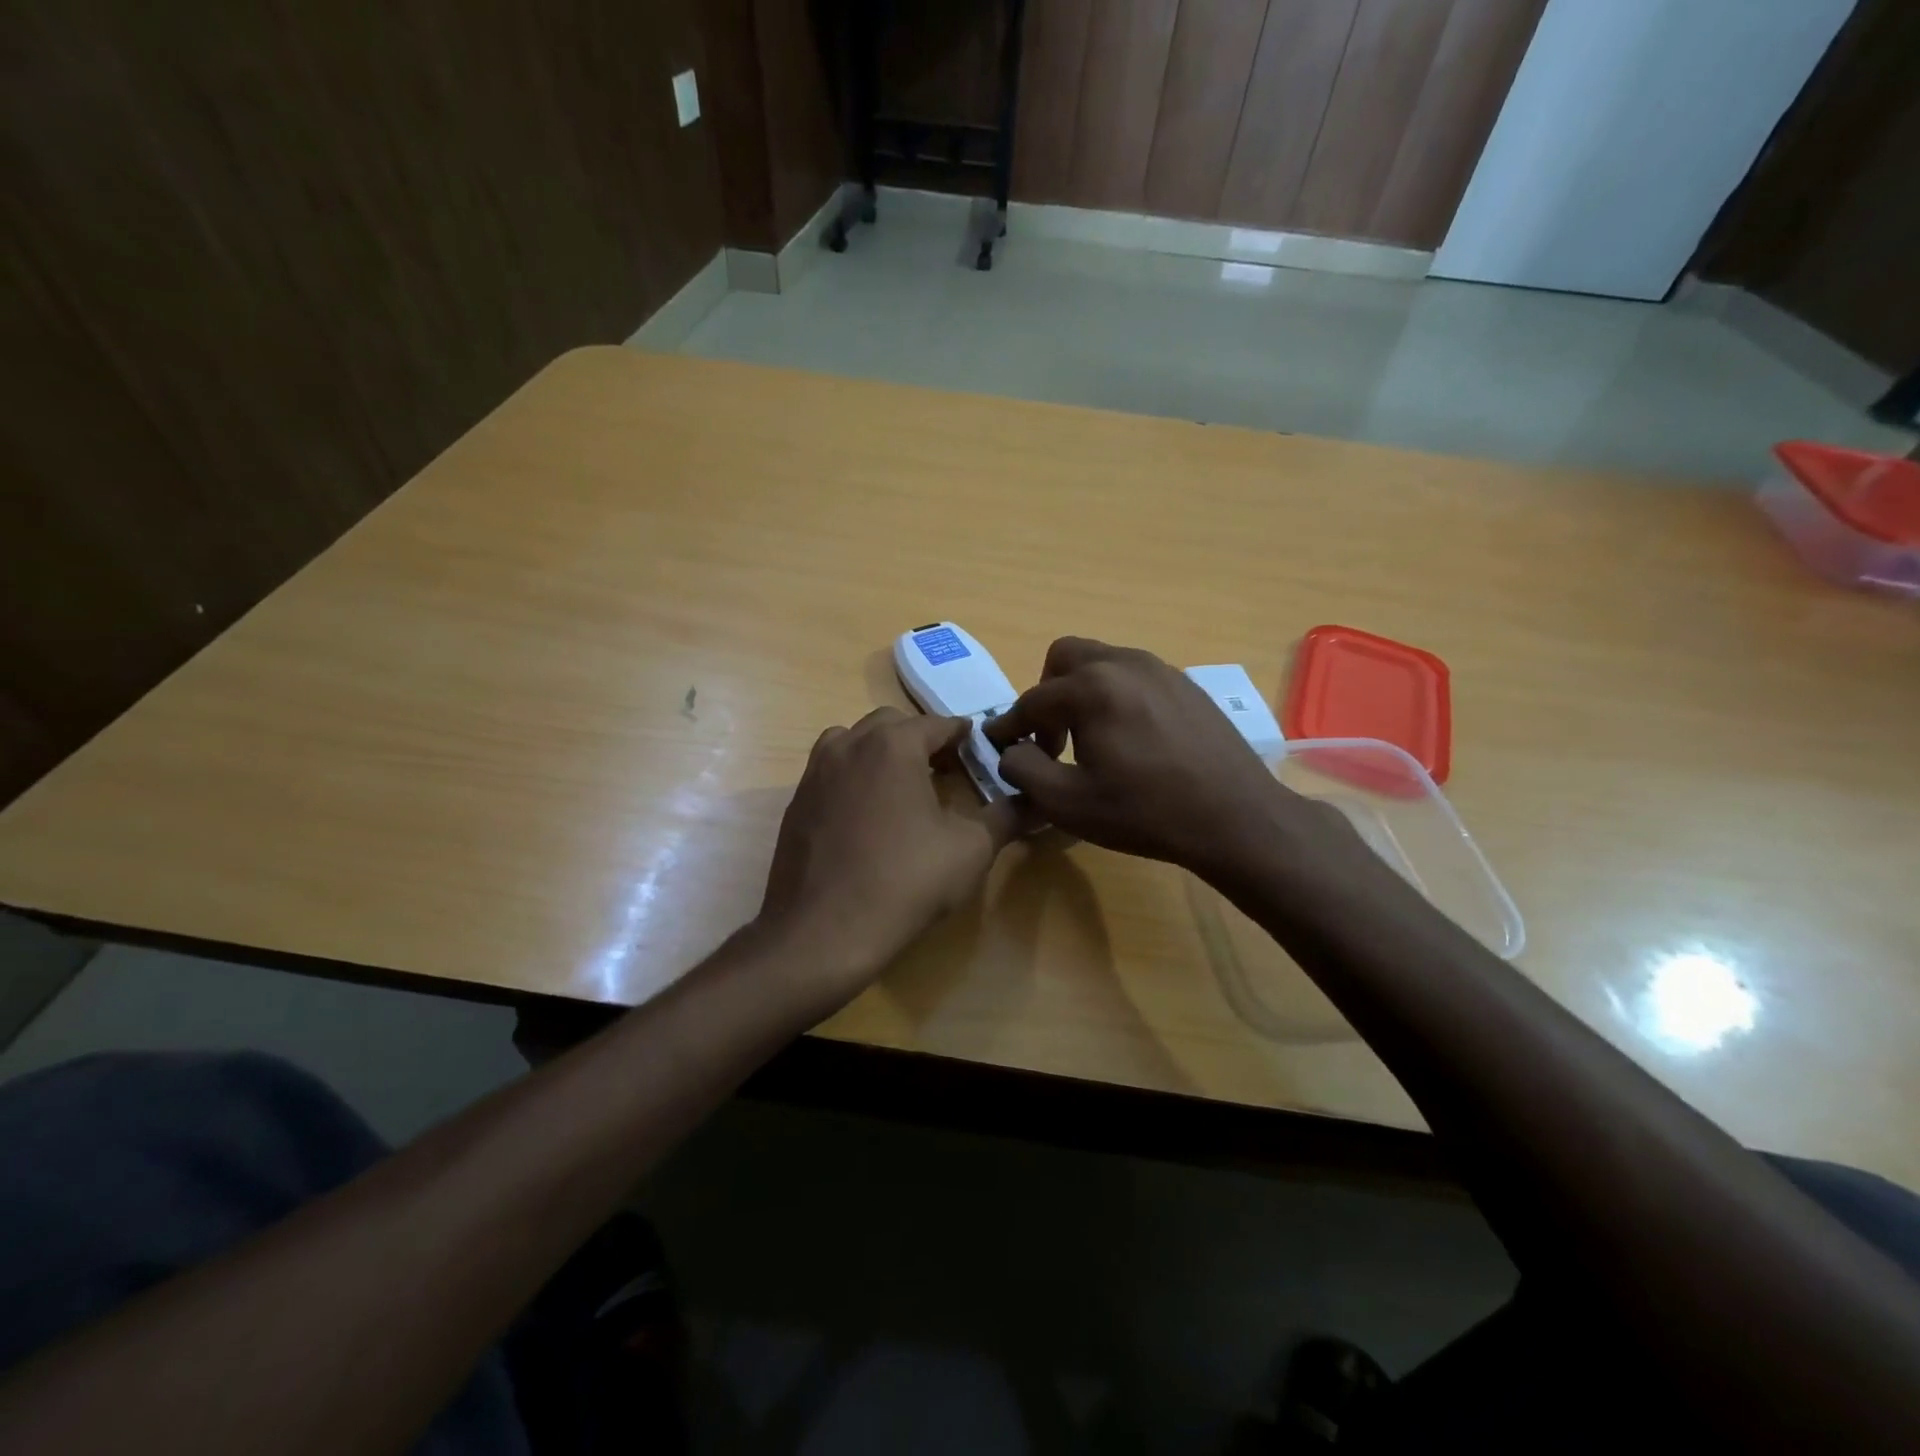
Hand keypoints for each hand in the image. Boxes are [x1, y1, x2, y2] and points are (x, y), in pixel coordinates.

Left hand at [757, 708, 1023, 994]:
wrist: (822, 932)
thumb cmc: (904, 883)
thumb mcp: (970, 851)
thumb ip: (1006, 817)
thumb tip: (1037, 802)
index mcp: (893, 745)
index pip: (937, 724)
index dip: (963, 735)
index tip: (979, 750)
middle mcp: (850, 745)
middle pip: (892, 724)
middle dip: (922, 739)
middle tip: (945, 770)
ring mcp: (816, 771)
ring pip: (854, 741)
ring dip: (881, 751)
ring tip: (902, 786)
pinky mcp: (797, 800)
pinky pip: (831, 770)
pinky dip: (854, 775)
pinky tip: (867, 814)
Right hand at [983, 637, 1311, 875]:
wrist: (1235, 817)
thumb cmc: (1144, 812)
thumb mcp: (1066, 802)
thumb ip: (1022, 769)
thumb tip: (1010, 750)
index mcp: (1090, 688)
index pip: (1031, 700)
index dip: (1009, 726)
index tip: (998, 744)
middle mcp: (1123, 663)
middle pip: (1064, 658)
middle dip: (1046, 693)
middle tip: (1050, 736)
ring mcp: (1160, 669)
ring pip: (1102, 662)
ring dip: (1082, 692)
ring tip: (1091, 739)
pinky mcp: (1186, 684)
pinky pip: (1135, 676)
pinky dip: (1116, 696)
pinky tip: (1131, 739)